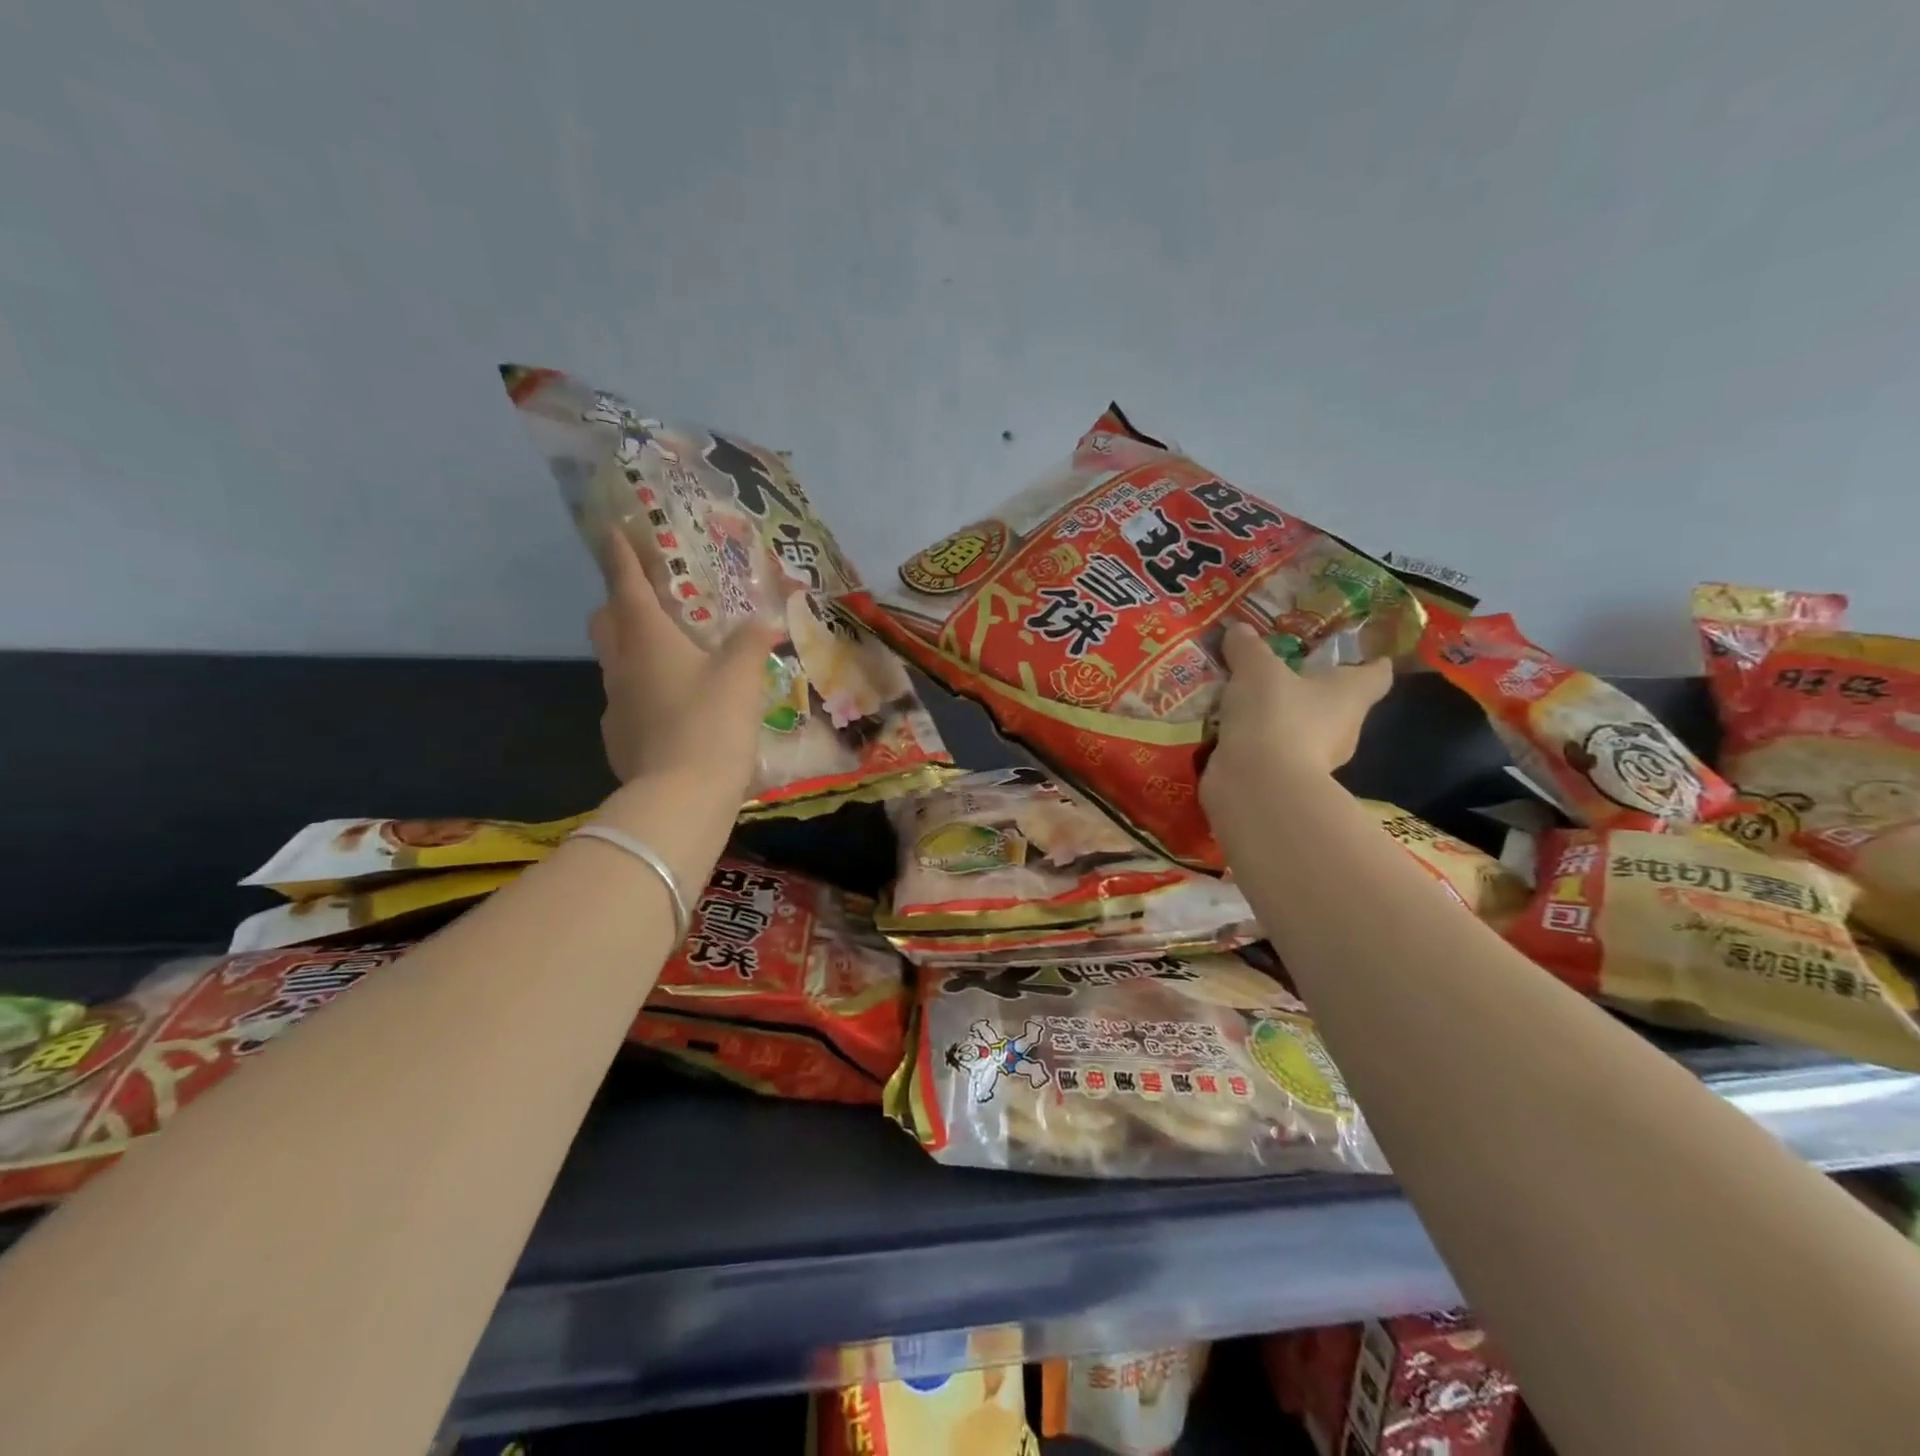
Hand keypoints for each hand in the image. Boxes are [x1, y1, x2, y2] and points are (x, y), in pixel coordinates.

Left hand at [588, 529, 781, 795]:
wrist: (681, 797)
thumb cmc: (712, 722)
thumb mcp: (743, 676)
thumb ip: (752, 642)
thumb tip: (766, 621)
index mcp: (647, 639)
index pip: (627, 584)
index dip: (622, 555)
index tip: (614, 531)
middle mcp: (621, 665)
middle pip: (606, 621)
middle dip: (620, 603)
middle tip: (651, 602)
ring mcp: (614, 705)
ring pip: (616, 664)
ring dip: (635, 652)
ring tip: (674, 660)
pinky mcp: (619, 739)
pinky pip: (627, 703)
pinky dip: (646, 695)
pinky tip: (675, 712)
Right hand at [1201, 622, 1393, 806]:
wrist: (1257, 787)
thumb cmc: (1275, 716)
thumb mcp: (1255, 669)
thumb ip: (1248, 648)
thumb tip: (1238, 629)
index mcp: (1351, 695)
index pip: (1377, 674)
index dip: (1370, 661)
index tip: (1357, 652)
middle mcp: (1343, 728)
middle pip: (1337, 703)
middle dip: (1313, 689)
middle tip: (1281, 670)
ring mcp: (1315, 759)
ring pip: (1303, 729)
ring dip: (1280, 717)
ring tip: (1245, 699)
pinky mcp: (1285, 780)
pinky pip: (1273, 751)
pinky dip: (1257, 742)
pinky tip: (1229, 729)